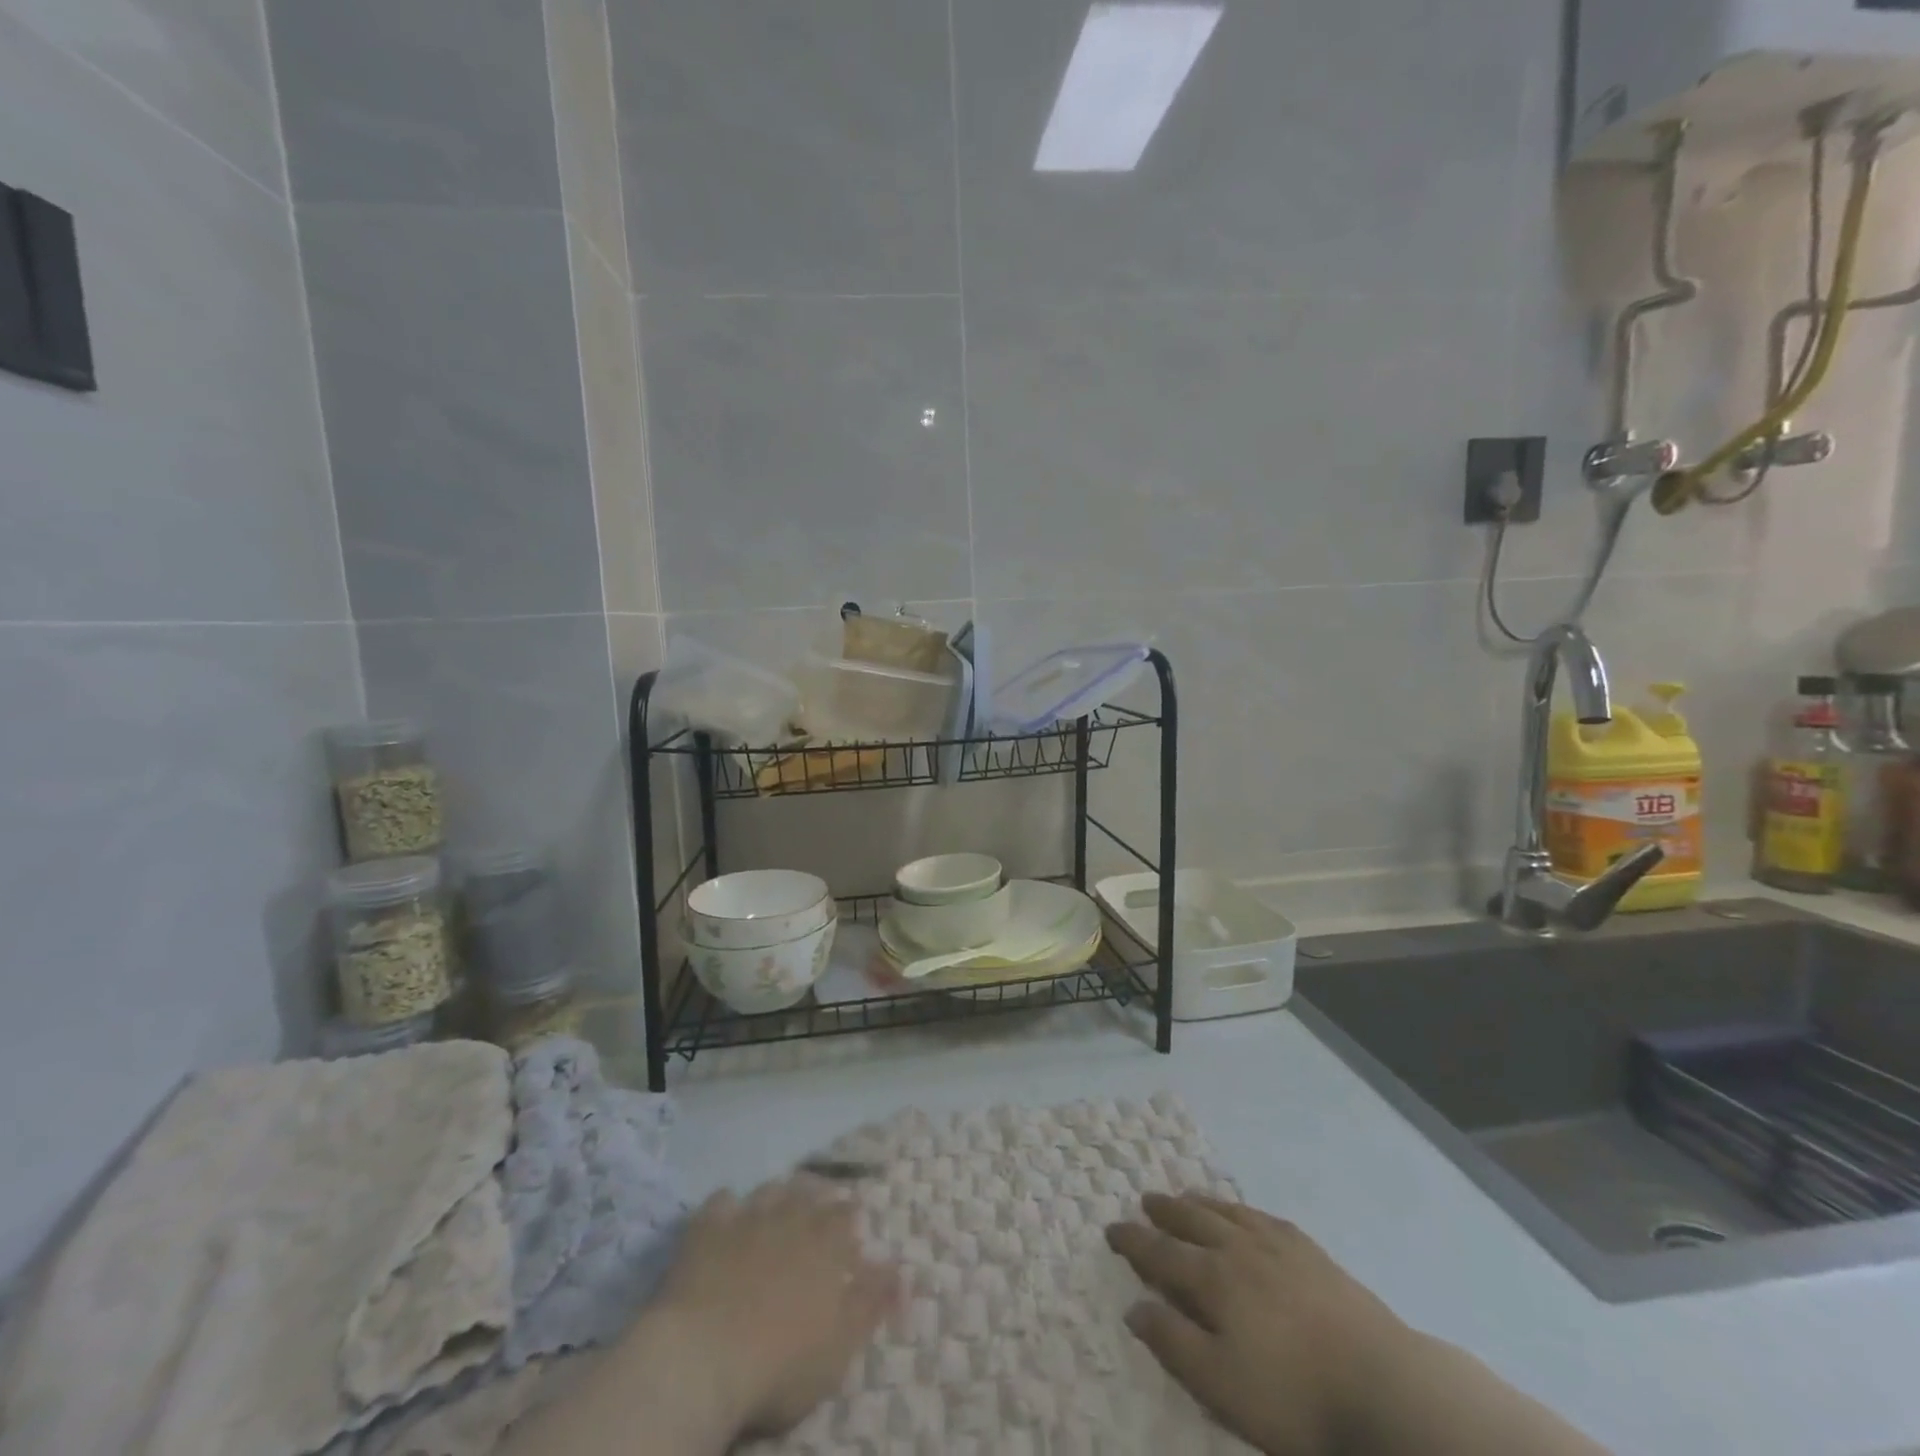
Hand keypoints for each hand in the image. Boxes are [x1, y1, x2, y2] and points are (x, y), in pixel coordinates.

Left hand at [652, 1176, 900, 1442]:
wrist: (702, 1358)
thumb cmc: (779, 1364)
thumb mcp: (839, 1346)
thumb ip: (871, 1304)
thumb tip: (902, 1270)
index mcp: (827, 1244)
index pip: (847, 1216)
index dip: (850, 1217)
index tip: (853, 1219)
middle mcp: (792, 1217)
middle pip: (811, 1195)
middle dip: (818, 1197)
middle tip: (819, 1204)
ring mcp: (748, 1217)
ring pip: (772, 1190)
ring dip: (780, 1195)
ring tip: (780, 1204)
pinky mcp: (708, 1227)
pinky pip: (722, 1200)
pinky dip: (729, 1205)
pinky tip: (728, 1215)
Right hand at [1106, 1193, 1412, 1455]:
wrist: (1383, 1386)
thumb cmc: (1293, 1395)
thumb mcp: (1220, 1385)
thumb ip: (1172, 1342)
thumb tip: (1133, 1306)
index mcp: (1212, 1278)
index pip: (1160, 1253)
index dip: (1133, 1241)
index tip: (1111, 1229)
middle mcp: (1239, 1248)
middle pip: (1192, 1220)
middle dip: (1165, 1211)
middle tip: (1146, 1199)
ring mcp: (1278, 1246)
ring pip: (1228, 1212)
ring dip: (1201, 1202)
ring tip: (1186, 1195)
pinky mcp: (1313, 1254)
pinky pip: (1265, 1218)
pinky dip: (1244, 1211)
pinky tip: (1246, 1214)